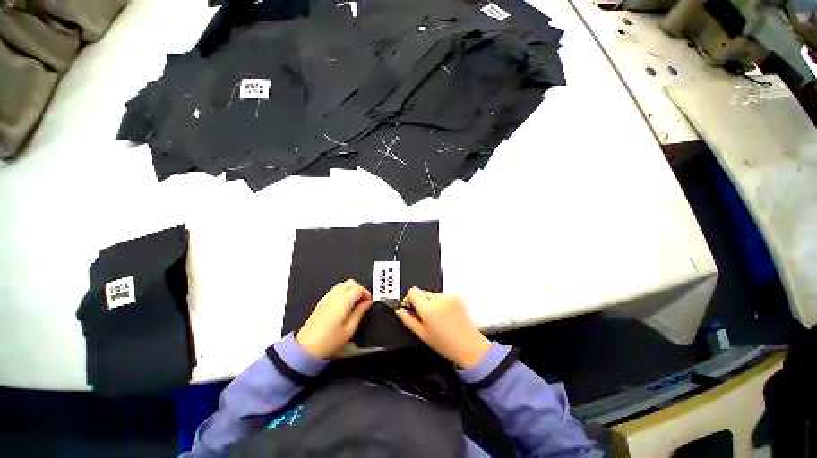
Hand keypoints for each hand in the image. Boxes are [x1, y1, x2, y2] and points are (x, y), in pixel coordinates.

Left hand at [296, 279, 372, 358]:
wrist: (306, 348)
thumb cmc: (329, 341)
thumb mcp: (350, 329)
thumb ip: (360, 312)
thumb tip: (367, 303)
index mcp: (342, 301)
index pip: (358, 288)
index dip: (366, 293)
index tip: (369, 301)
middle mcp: (334, 296)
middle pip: (350, 283)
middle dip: (359, 289)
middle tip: (363, 301)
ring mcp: (326, 298)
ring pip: (342, 284)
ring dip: (351, 290)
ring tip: (354, 303)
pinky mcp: (321, 302)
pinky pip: (335, 290)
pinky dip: (343, 293)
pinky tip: (344, 305)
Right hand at [395, 287, 489, 368]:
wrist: (469, 346)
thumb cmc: (446, 344)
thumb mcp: (422, 335)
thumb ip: (408, 320)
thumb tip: (399, 310)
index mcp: (428, 309)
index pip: (413, 291)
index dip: (410, 299)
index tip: (411, 307)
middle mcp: (439, 300)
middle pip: (423, 293)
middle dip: (422, 303)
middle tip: (426, 318)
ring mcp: (449, 297)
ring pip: (433, 295)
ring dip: (432, 303)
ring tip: (438, 319)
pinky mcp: (457, 297)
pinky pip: (443, 296)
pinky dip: (442, 303)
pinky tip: (446, 316)